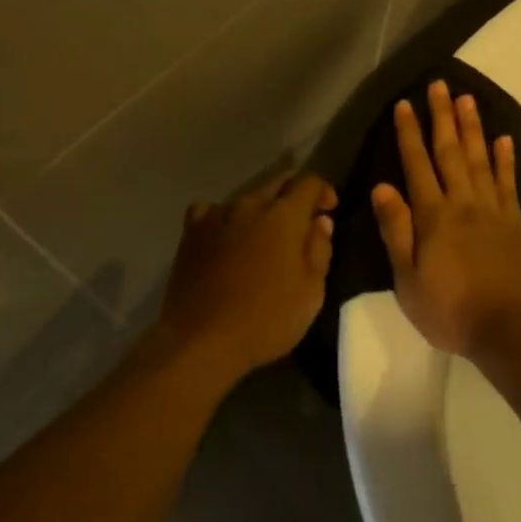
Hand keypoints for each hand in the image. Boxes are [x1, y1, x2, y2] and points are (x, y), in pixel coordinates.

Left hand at [158, 171, 337, 371]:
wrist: (201, 339)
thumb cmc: (266, 319)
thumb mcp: (311, 292)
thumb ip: (319, 250)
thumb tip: (320, 221)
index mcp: (284, 216)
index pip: (309, 182)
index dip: (323, 191)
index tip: (329, 210)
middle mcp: (250, 204)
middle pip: (277, 183)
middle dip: (294, 195)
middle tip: (302, 223)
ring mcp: (216, 215)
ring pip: (246, 199)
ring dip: (261, 210)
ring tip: (263, 239)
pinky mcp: (191, 231)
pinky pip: (212, 212)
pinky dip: (225, 220)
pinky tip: (225, 240)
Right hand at [371, 81, 520, 360]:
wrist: (510, 331)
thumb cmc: (450, 311)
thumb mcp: (408, 280)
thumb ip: (397, 231)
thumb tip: (382, 187)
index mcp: (434, 217)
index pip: (417, 166)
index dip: (409, 134)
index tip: (405, 104)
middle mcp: (464, 204)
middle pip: (451, 152)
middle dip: (442, 117)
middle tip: (440, 85)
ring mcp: (493, 212)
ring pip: (481, 160)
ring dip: (472, 128)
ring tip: (468, 99)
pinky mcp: (515, 224)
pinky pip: (509, 184)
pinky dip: (506, 159)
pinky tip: (503, 139)